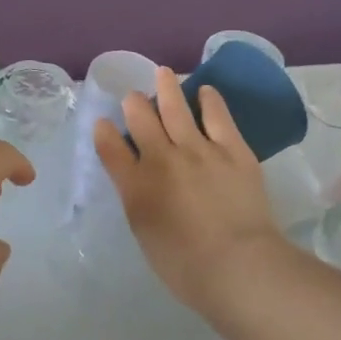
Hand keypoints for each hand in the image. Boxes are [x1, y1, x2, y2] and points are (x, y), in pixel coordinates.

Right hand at [93, 67, 291, 314]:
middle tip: (134, 96)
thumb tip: (136, 179)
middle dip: (134, 103)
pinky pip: (217, 115)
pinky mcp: (232, 149)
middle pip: (140, 119)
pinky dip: (209, 99)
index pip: (110, 149)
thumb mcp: (146, 234)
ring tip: (163, 73)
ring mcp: (198, 149)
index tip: (102, 123)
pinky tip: (205, 91)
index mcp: (136, 187)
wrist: (237, 265)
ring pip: (175, 107)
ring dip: (166, 87)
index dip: (104, 132)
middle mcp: (161, 159)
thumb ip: (137, 200)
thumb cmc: (186, 266)